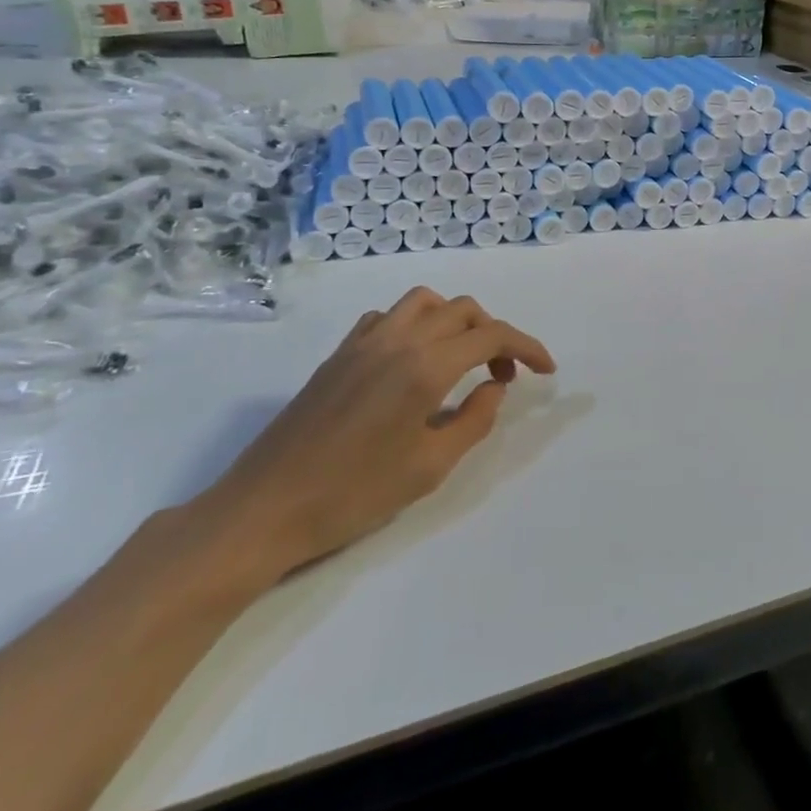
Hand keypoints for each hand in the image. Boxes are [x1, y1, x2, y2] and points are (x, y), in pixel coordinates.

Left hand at [195, 288, 554, 581]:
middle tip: (503, 376)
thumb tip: (494, 387)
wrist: (264, 509)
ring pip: (424, 302)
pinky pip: (387, 316)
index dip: (527, 348)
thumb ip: (474, 419)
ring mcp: (364, 341)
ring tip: (461, 357)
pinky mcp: (338, 353)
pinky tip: (412, 360)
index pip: (492, 336)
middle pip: (463, 310)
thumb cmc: (353, 494)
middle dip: (495, 335)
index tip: (546, 370)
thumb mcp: (430, 467)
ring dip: (455, 319)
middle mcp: (399, 339)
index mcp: (426, 366)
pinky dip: (414, 324)